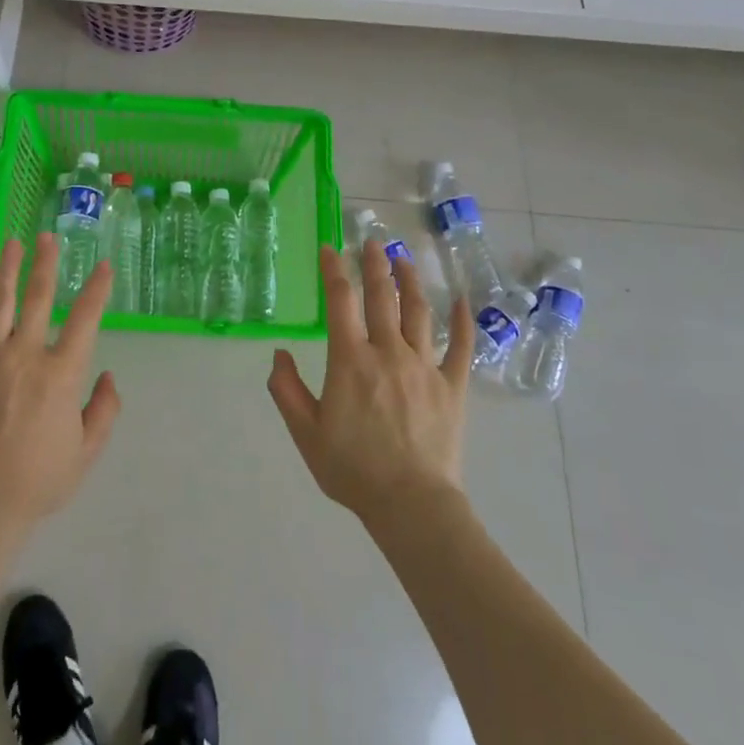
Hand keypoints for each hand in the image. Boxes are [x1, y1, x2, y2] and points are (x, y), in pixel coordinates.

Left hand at [0, 234, 120, 532]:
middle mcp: (26, 355)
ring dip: (6, 270)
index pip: (85, 319)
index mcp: (62, 373)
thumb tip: (109, 375)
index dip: (97, 290)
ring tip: (10, 243)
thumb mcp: (88, 451)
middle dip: (45, 264)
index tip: (103, 265)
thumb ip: (105, 410)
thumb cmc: (41, 479)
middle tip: (47, 236)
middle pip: (39, 298)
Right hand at [268, 239, 473, 523]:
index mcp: (350, 360)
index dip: (333, 270)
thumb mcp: (305, 432)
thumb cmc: (352, 469)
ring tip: (403, 258)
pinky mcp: (452, 386)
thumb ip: (286, 390)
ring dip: (410, 280)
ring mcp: (425, 366)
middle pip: (382, 296)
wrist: (410, 504)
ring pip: (419, 312)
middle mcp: (388, 352)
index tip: (329, 248)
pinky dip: (463, 321)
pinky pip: (461, 346)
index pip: (340, 302)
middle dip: (374, 264)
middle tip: (371, 240)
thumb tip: (280, 354)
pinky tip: (463, 300)